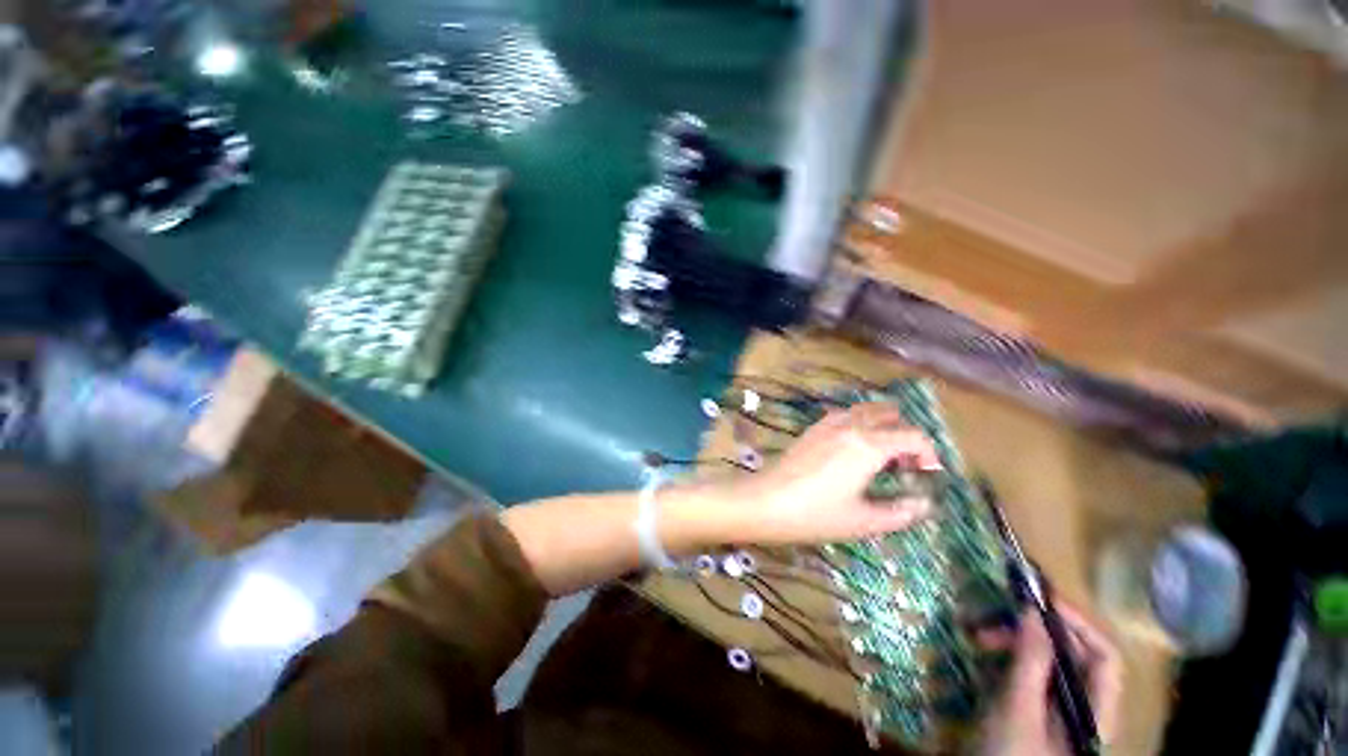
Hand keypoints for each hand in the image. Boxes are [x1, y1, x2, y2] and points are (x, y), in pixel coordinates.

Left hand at [718, 403, 940, 544]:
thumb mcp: (863, 521)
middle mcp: (850, 426)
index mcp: (868, 445)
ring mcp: (827, 424)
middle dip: (905, 434)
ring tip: (880, 455)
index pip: (912, 435)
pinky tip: (851, 449)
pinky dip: (858, 424)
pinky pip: (843, 415)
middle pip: (889, 414)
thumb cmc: (816, 514)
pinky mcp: (811, 429)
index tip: (928, 474)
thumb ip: (900, 512)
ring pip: (864, 410)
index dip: (929, 453)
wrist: (766, 502)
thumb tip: (924, 504)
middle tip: (903, 464)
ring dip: (881, 425)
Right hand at [978, 607, 1122, 755]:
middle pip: (1074, 657)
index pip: (1104, 658)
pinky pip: (1030, 674)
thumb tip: (1034, 611)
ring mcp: (1059, 710)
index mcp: (1096, 712)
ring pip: (1048, 662)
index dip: (1077, 623)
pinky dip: (1008, 658)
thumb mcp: (1017, 710)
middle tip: (995, 618)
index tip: (1038, 599)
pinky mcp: (1035, 711)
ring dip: (1015, 643)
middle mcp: (1084, 707)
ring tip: (979, 636)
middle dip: (1035, 631)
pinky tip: (984, 655)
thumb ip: (1031, 662)